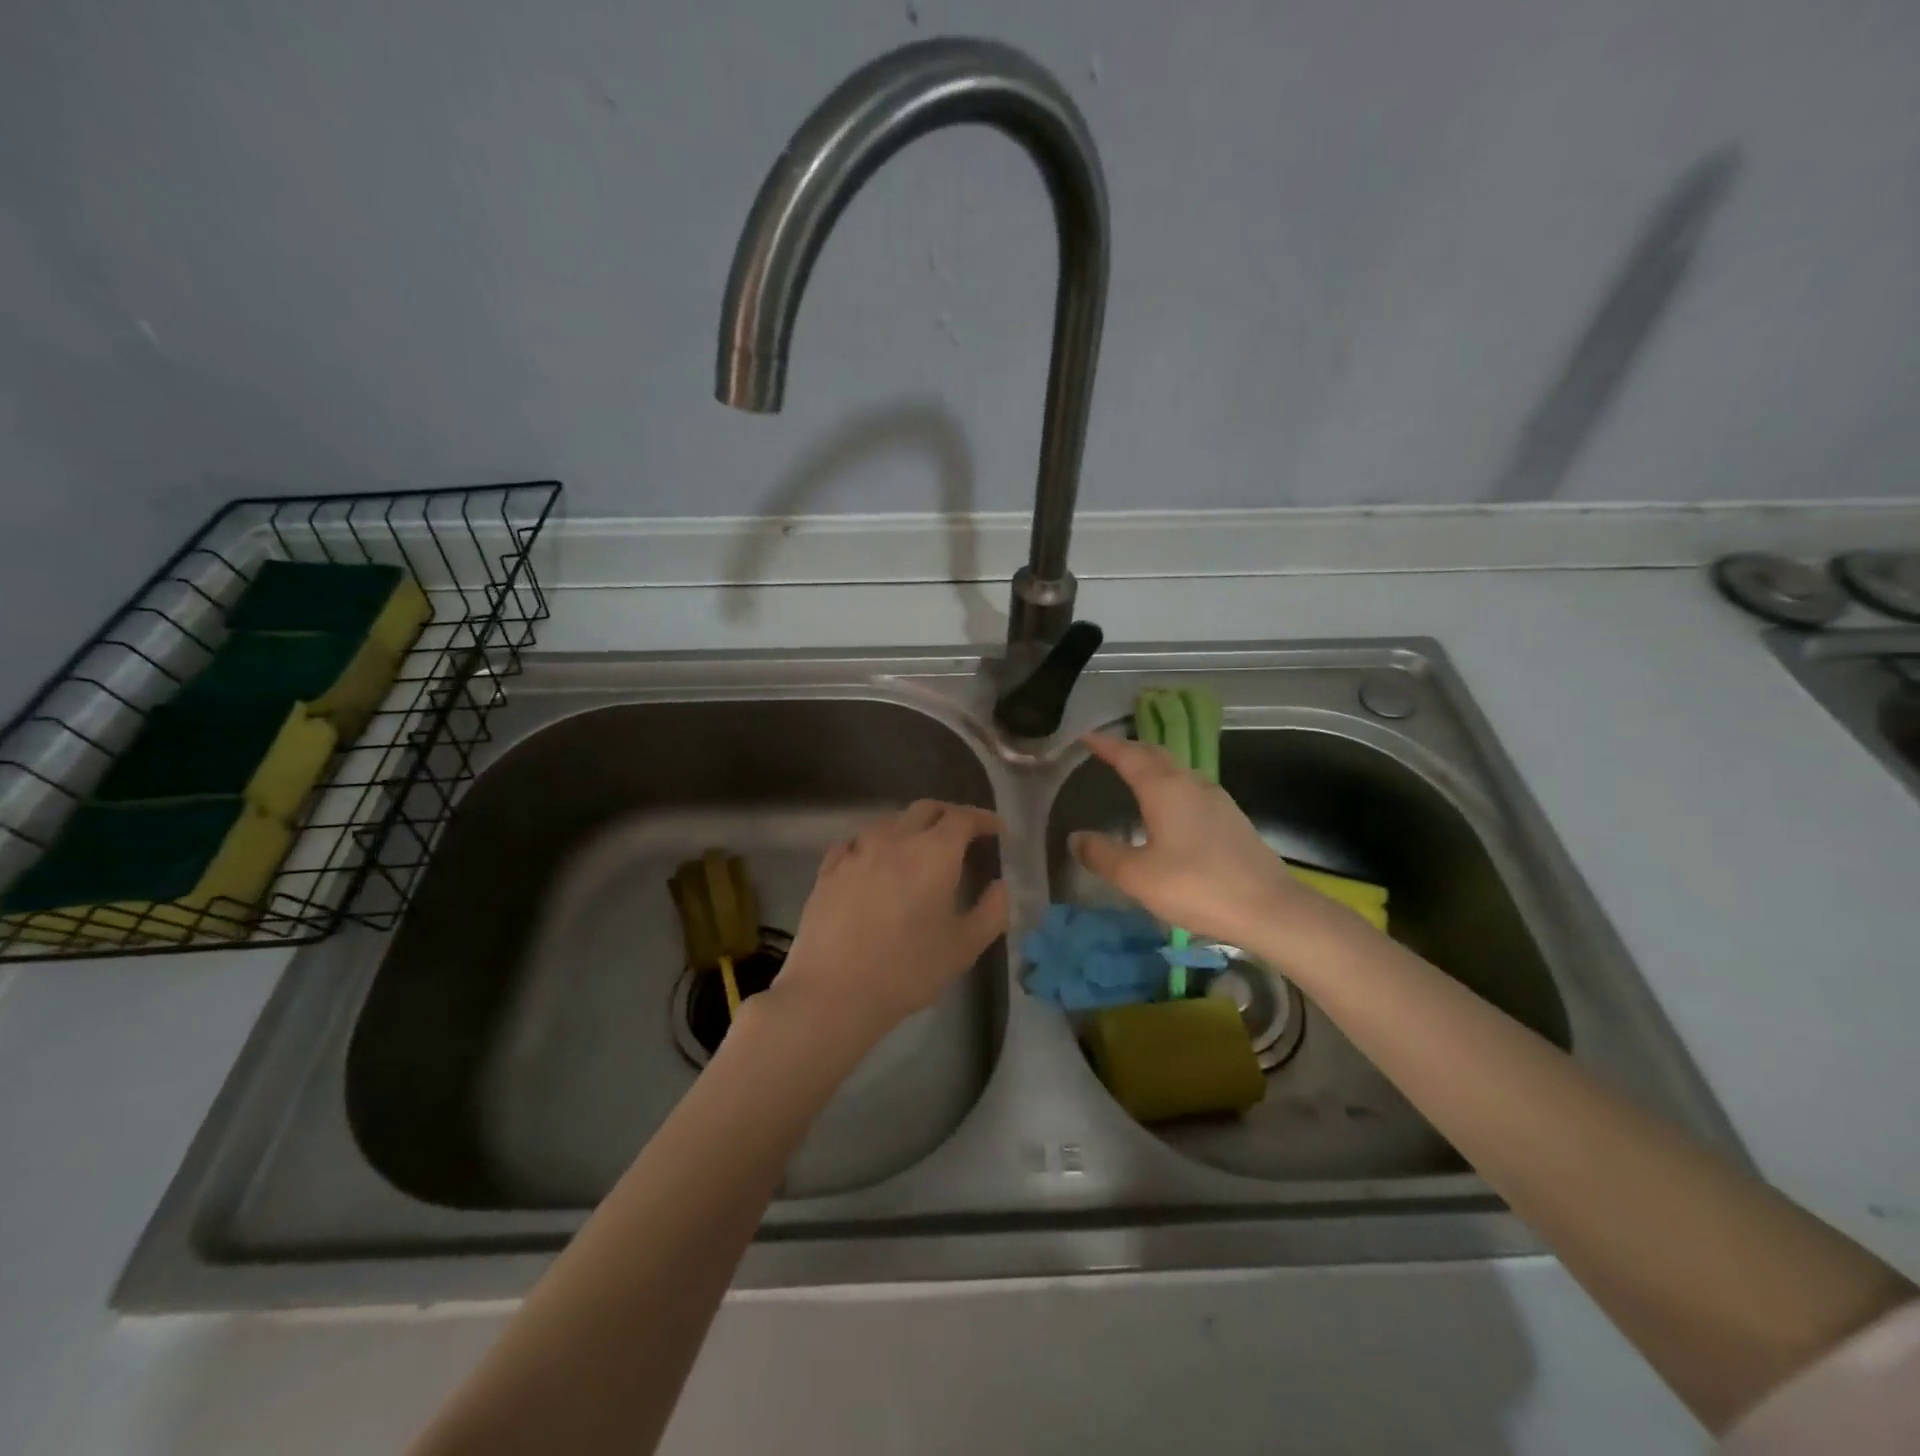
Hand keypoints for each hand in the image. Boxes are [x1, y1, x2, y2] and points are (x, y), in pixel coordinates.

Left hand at [772, 801, 1007, 1048]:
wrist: (833, 992)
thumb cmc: (907, 970)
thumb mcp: (964, 947)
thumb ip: (992, 911)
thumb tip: (1000, 885)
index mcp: (933, 853)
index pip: (963, 818)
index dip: (983, 819)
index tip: (997, 830)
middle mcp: (895, 839)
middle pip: (926, 809)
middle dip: (949, 815)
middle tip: (963, 834)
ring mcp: (857, 851)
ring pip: (889, 822)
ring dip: (911, 827)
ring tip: (919, 850)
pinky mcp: (829, 869)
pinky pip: (857, 842)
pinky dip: (875, 844)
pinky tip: (874, 864)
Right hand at [1070, 733, 1359, 957]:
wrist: (1269, 909)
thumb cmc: (1196, 886)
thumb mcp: (1137, 876)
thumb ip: (1102, 854)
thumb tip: (1076, 837)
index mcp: (1164, 789)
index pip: (1128, 755)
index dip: (1105, 745)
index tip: (1085, 737)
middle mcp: (1191, 784)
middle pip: (1156, 755)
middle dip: (1130, 750)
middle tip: (1106, 752)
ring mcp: (1217, 800)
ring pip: (1177, 771)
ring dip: (1153, 767)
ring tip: (1134, 776)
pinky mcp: (1232, 819)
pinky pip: (1191, 789)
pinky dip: (1170, 786)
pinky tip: (1168, 809)